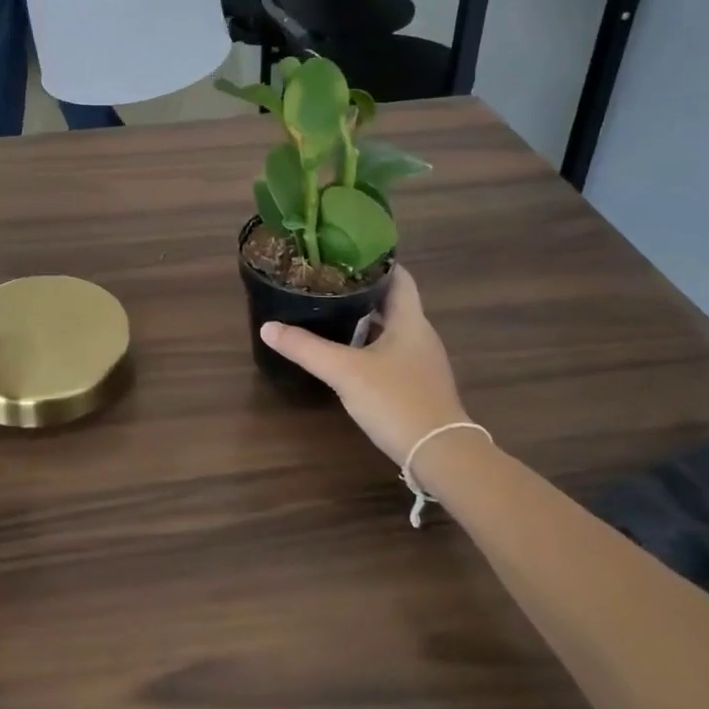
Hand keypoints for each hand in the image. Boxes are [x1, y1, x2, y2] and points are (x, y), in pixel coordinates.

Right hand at [260, 266, 469, 465]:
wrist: (441, 455)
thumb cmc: (396, 401)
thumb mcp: (344, 371)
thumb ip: (305, 348)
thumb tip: (267, 327)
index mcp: (410, 321)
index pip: (399, 277)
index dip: (375, 262)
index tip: (345, 253)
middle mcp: (420, 335)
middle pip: (393, 303)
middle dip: (362, 291)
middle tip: (327, 282)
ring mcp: (422, 363)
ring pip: (392, 330)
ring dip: (366, 320)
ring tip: (331, 312)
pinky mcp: (419, 386)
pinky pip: (393, 353)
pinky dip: (371, 346)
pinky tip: (348, 355)